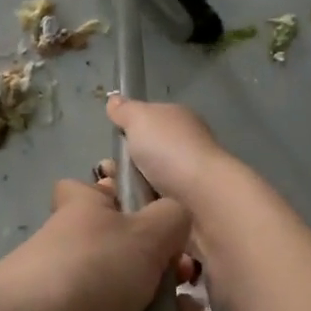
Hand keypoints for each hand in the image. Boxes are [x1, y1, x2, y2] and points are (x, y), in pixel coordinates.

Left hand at [0, 176, 197, 310]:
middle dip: (168, 268)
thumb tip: (176, 221)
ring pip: (135, 298)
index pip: (97, 190)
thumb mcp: (146, 231)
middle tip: (186, 280)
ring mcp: (78, 296)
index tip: (156, 217)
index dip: (126, 198)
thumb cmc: (90, 269)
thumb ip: (173, 218)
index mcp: (85, 210)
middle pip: (132, 251)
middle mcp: (79, 249)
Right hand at [105, 95, 238, 206]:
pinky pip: (156, 205)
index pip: (149, 122)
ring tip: (115, 197)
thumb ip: (125, 110)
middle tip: (107, 177)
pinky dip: (142, 207)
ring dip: (130, 189)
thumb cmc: (170, 150)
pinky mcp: (189, 206)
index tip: (112, 148)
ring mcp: (189, 177)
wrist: (203, 197)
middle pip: (146, 154)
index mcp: (179, 120)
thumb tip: (114, 99)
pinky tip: (131, 211)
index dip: (128, 132)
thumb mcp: (140, 118)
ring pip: (149, 182)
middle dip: (124, 166)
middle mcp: (187, 145)